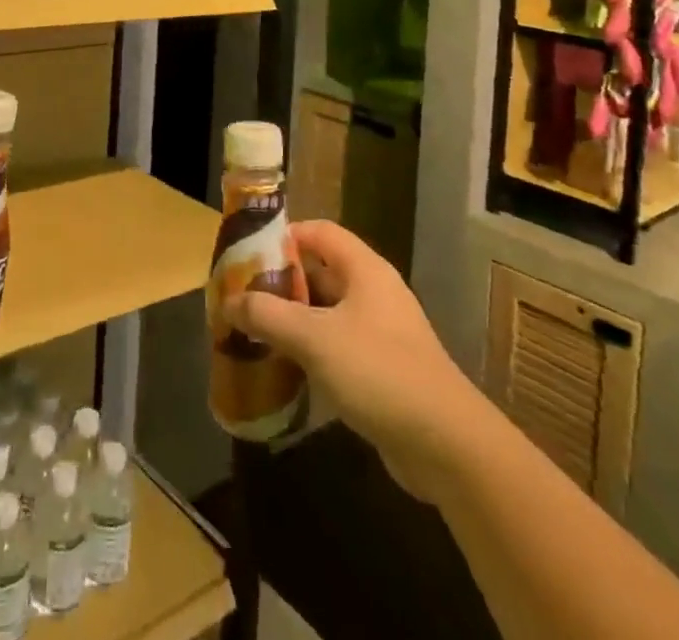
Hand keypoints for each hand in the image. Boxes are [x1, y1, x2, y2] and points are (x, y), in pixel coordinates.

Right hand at [223, 221, 472, 486]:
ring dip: (293, 318)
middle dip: (281, 281)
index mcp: (364, 269)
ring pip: (327, 311)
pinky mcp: (383, 370)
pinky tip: (284, 368)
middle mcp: (374, 292)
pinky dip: (310, 349)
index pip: (319, 231)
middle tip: (242, 295)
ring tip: (253, 330)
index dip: (283, 236)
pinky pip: (338, 345)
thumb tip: (229, 302)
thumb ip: (268, 315)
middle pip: (320, 270)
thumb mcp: (314, 338)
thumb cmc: (379, 372)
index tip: (247, 253)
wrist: (448, 446)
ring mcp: (382, 332)